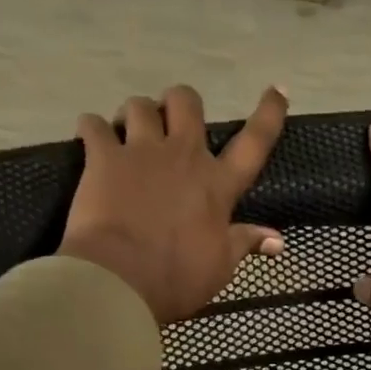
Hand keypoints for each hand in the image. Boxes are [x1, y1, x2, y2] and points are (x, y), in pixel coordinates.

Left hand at [59, 84, 288, 324]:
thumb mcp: (221, 267)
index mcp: (218, 185)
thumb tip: (278, 240)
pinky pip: (93, 124)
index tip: (277, 89)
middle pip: (186, 102)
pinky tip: (92, 141)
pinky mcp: (102, 157)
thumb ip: (245, 243)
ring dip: (137, 115)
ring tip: (130, 134)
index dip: (269, 114)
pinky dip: (93, 129)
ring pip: (140, 105)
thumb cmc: (179, 278)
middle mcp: (183, 156)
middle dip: (181, 105)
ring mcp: (141, 152)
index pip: (254, 142)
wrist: (121, 280)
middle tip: (172, 125)